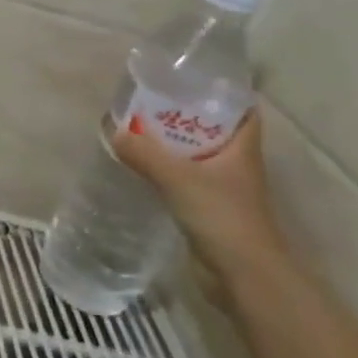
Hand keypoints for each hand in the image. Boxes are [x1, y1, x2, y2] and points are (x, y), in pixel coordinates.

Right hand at [110, 111, 285, 297]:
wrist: (242, 275)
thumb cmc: (222, 215)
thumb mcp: (178, 177)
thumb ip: (145, 153)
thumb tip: (114, 134)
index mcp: (242, 148)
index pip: (242, 110)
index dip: (222, 94)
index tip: (191, 82)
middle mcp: (236, 165)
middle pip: (214, 131)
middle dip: (186, 117)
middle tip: (152, 103)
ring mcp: (224, 190)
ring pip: (198, 157)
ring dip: (174, 146)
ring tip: (140, 131)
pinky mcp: (209, 211)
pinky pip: (186, 181)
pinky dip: (168, 172)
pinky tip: (143, 169)